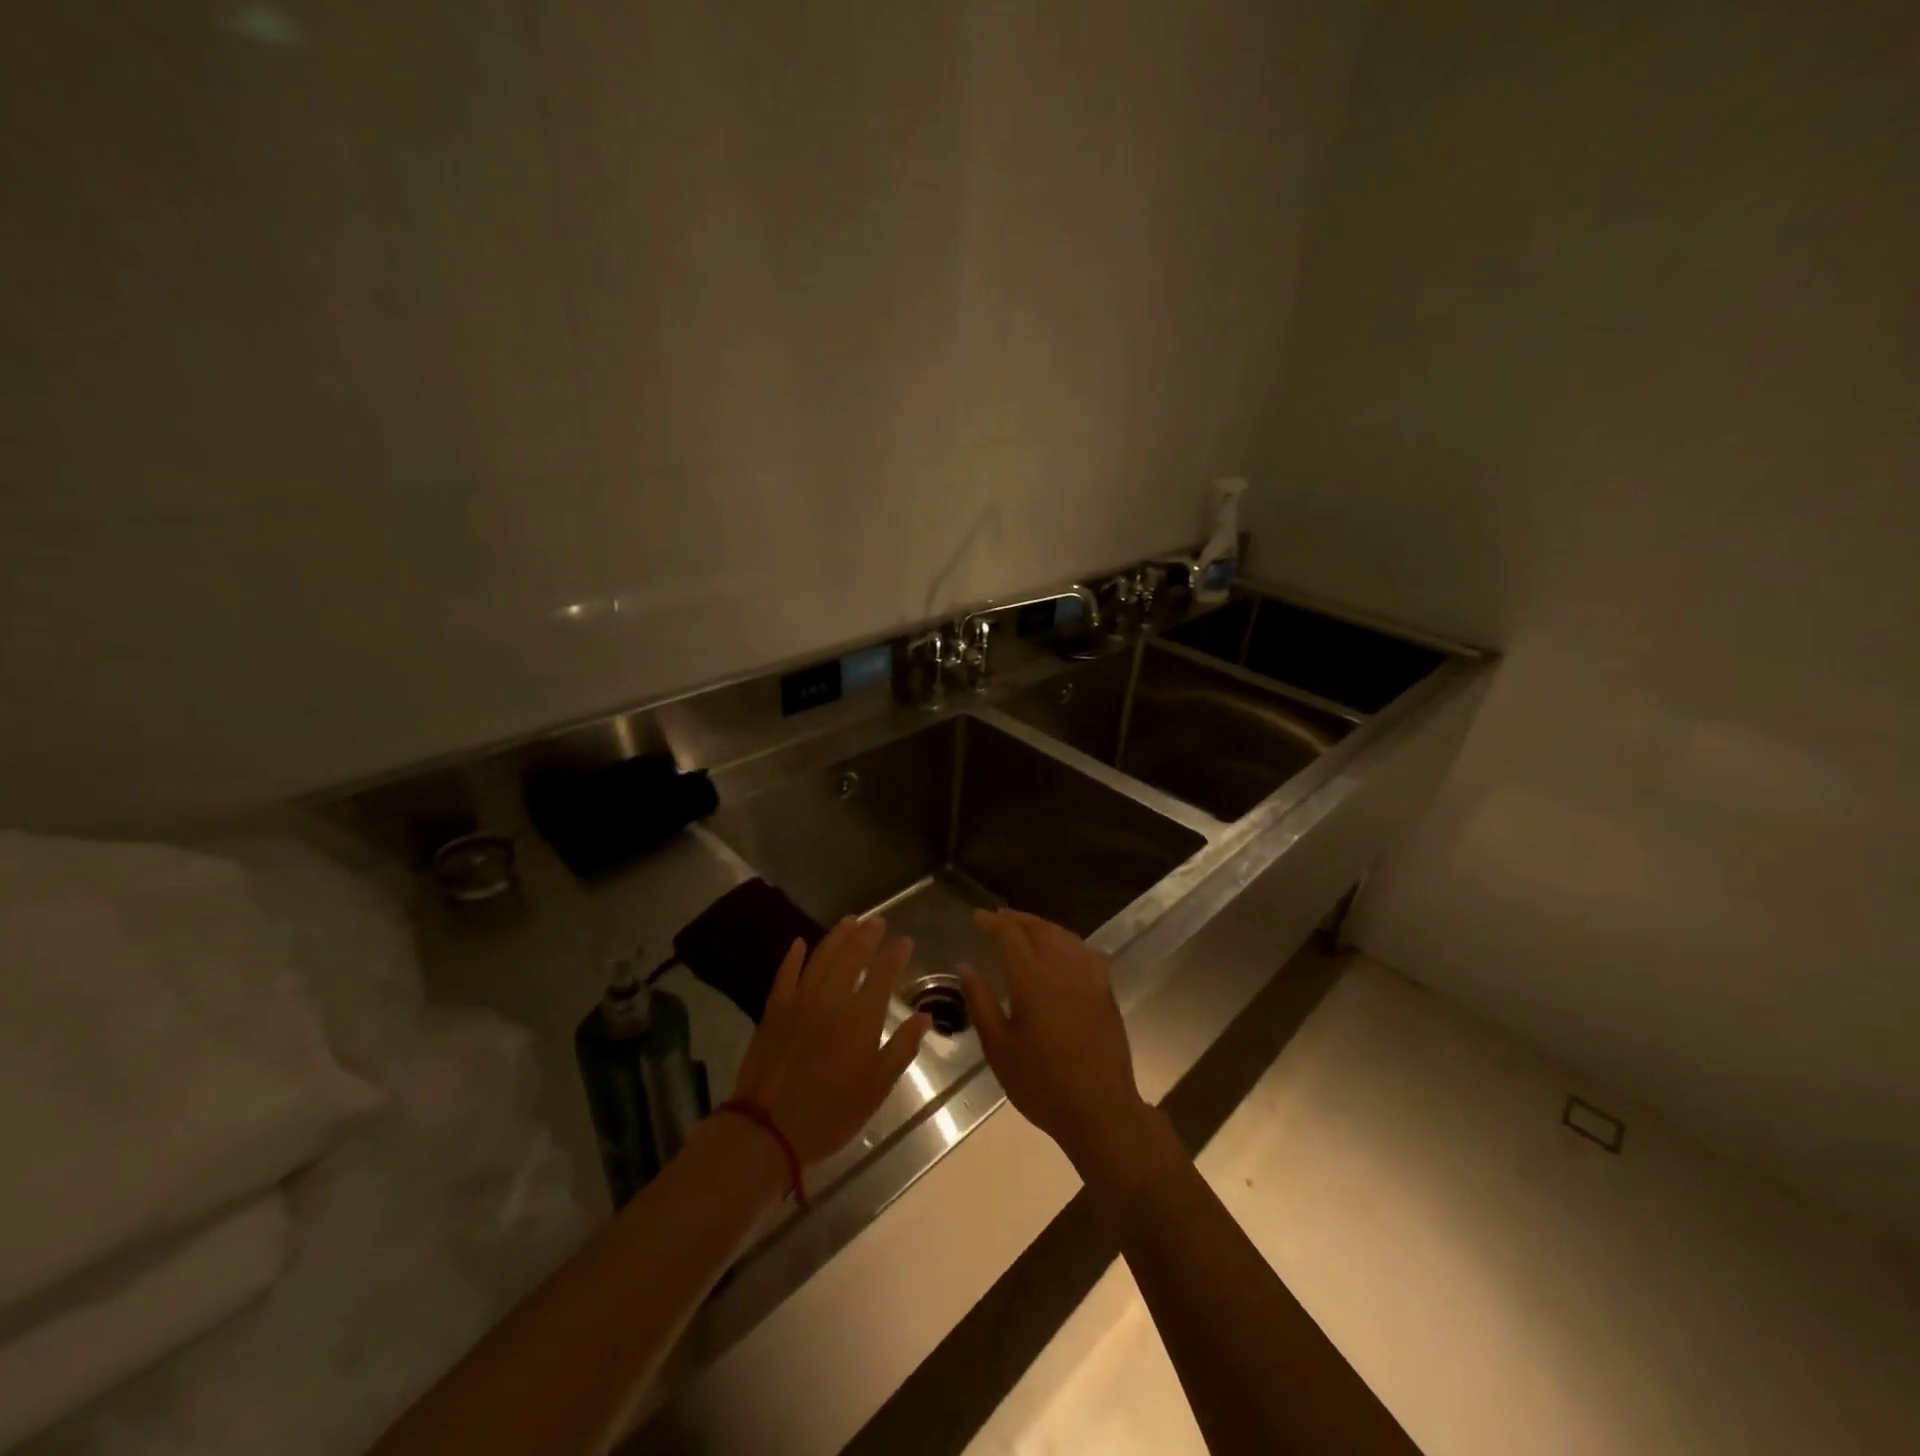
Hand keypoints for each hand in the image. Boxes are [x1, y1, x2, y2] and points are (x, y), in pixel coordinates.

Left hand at [731, 917, 930, 1166]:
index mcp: (861, 1017)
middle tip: (878, 921)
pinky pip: (786, 973)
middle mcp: (832, 998)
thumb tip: (924, 1017)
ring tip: (850, 921)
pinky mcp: (774, 1009)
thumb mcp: (877, 1086)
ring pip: (822, 956)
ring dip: (837, 936)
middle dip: (868, 935)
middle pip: (852, 955)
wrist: (769, 1129)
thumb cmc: (832, 1112)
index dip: (896, 954)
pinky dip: (794, 955)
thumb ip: (902, 1048)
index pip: (883, 973)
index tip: (905, 940)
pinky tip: (800, 943)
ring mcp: (800, 1000)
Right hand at [959, 910, 1153, 1172]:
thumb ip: (981, 1002)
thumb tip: (966, 967)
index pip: (1011, 935)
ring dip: (1043, 927)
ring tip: (1027, 928)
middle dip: (1018, 919)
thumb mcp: (998, 1048)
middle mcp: (1063, 969)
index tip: (977, 917)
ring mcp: (1089, 978)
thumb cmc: (1041, 1083)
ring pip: (1065, 936)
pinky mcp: (1106, 992)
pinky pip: (1086, 952)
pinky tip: (1064, 950)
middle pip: (1041, 929)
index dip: (993, 922)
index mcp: (1033, 979)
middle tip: (999, 918)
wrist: (1100, 1109)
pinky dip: (1068, 942)